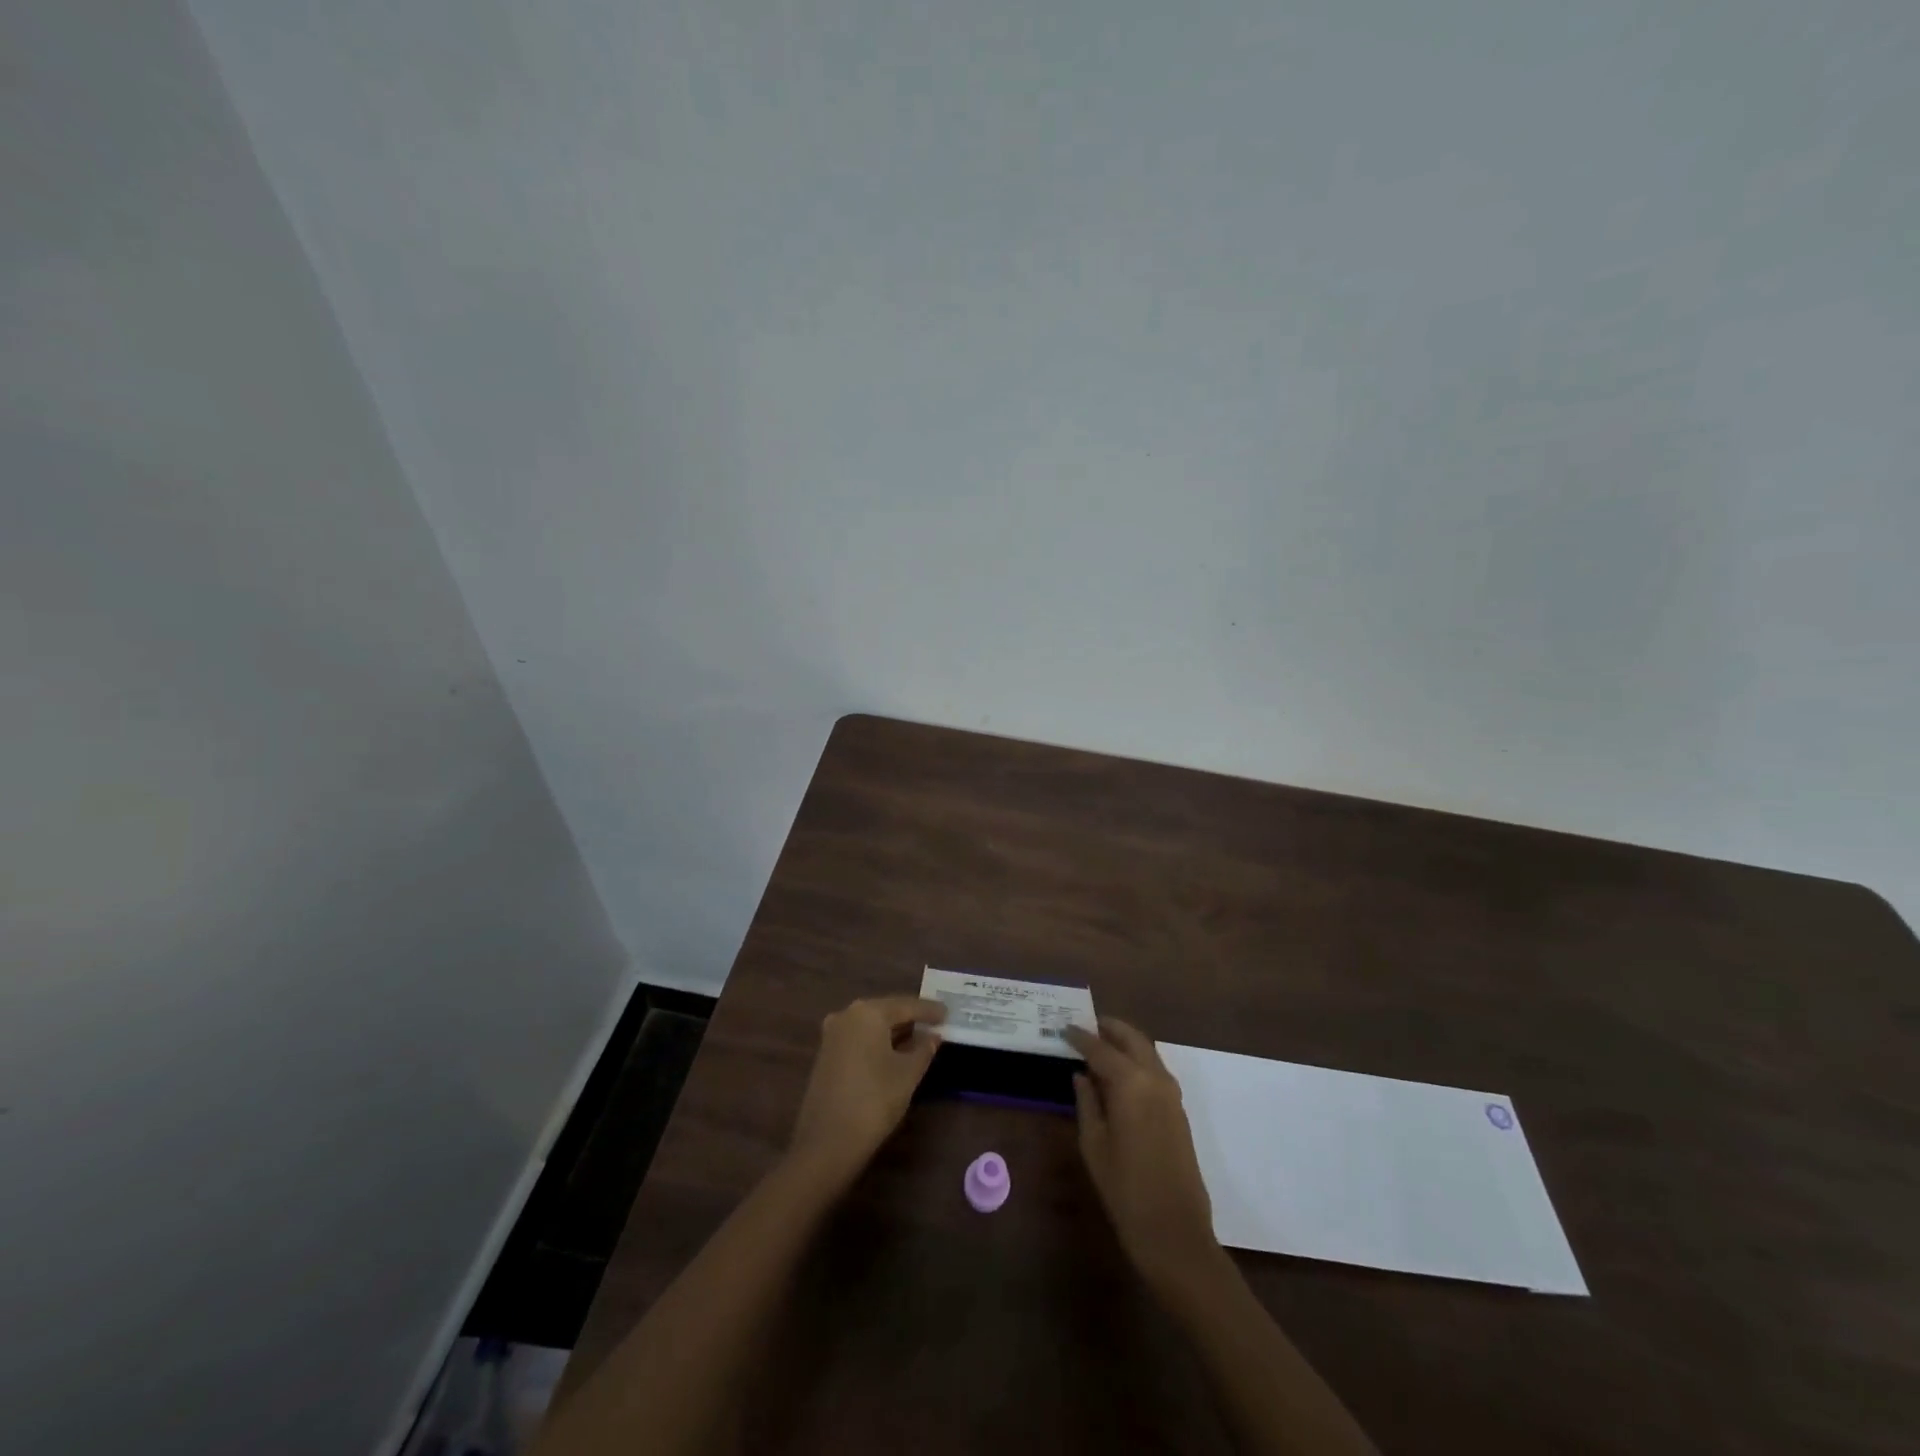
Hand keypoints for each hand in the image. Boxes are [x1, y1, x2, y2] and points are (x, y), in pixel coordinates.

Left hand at [788, 995, 945, 1187]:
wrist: (827, 1143)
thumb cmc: (874, 1100)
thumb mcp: (908, 1074)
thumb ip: (924, 1049)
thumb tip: (933, 1035)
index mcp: (868, 1012)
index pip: (906, 1005)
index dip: (929, 1010)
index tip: (948, 1012)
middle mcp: (847, 1015)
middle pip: (886, 1011)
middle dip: (910, 1017)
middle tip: (935, 1022)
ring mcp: (832, 1035)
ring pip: (871, 1026)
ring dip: (894, 1031)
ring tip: (918, 1036)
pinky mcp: (826, 1055)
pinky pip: (859, 1039)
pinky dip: (878, 1042)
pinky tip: (893, 1052)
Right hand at [1066, 1018, 1223, 1297]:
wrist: (1174, 1232)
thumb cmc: (1125, 1189)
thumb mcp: (1094, 1144)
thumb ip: (1087, 1102)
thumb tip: (1082, 1075)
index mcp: (1131, 1083)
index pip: (1100, 1048)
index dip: (1080, 1037)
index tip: (1063, 1028)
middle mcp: (1155, 1079)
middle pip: (1132, 1039)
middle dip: (1109, 1028)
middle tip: (1086, 1024)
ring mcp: (1171, 1094)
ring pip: (1147, 1051)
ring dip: (1125, 1042)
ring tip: (1099, 1044)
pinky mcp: (1178, 1110)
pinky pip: (1155, 1070)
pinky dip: (1137, 1060)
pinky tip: (1118, 1073)